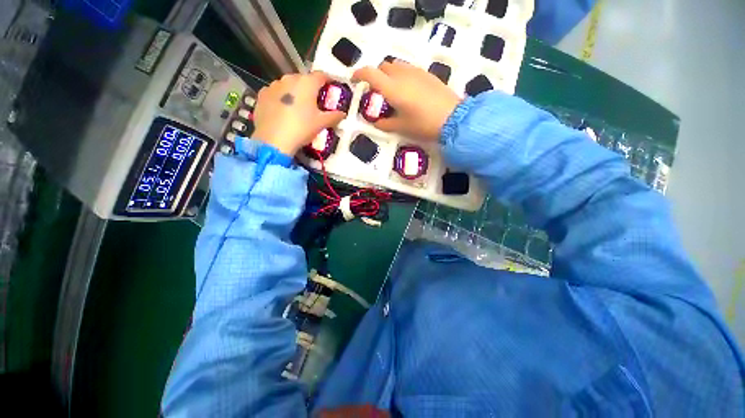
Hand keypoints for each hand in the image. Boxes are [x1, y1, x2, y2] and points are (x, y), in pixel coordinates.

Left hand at [253, 72, 345, 155]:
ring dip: (295, 92)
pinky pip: (276, 93)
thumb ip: (334, 116)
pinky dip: (281, 98)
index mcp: (306, 83)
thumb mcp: (321, 123)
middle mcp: (289, 78)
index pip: (321, 75)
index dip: (329, 80)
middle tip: (315, 102)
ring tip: (298, 107)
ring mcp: (273, 85)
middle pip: (304, 79)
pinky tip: (283, 110)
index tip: (332, 87)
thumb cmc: (301, 128)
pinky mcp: (262, 94)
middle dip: (311, 88)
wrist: (273, 140)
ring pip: (288, 85)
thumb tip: (343, 114)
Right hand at [352, 61, 460, 140]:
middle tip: (376, 91)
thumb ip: (385, 124)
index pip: (370, 73)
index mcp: (393, 89)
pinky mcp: (427, 74)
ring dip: (389, 74)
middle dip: (375, 75)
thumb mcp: (401, 127)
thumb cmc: (423, 124)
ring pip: (396, 65)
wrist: (453, 118)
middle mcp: (402, 75)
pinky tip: (407, 90)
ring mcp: (416, 72)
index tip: (355, 80)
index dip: (359, 74)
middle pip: (383, 67)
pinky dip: (401, 75)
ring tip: (392, 90)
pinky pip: (408, 68)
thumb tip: (375, 122)